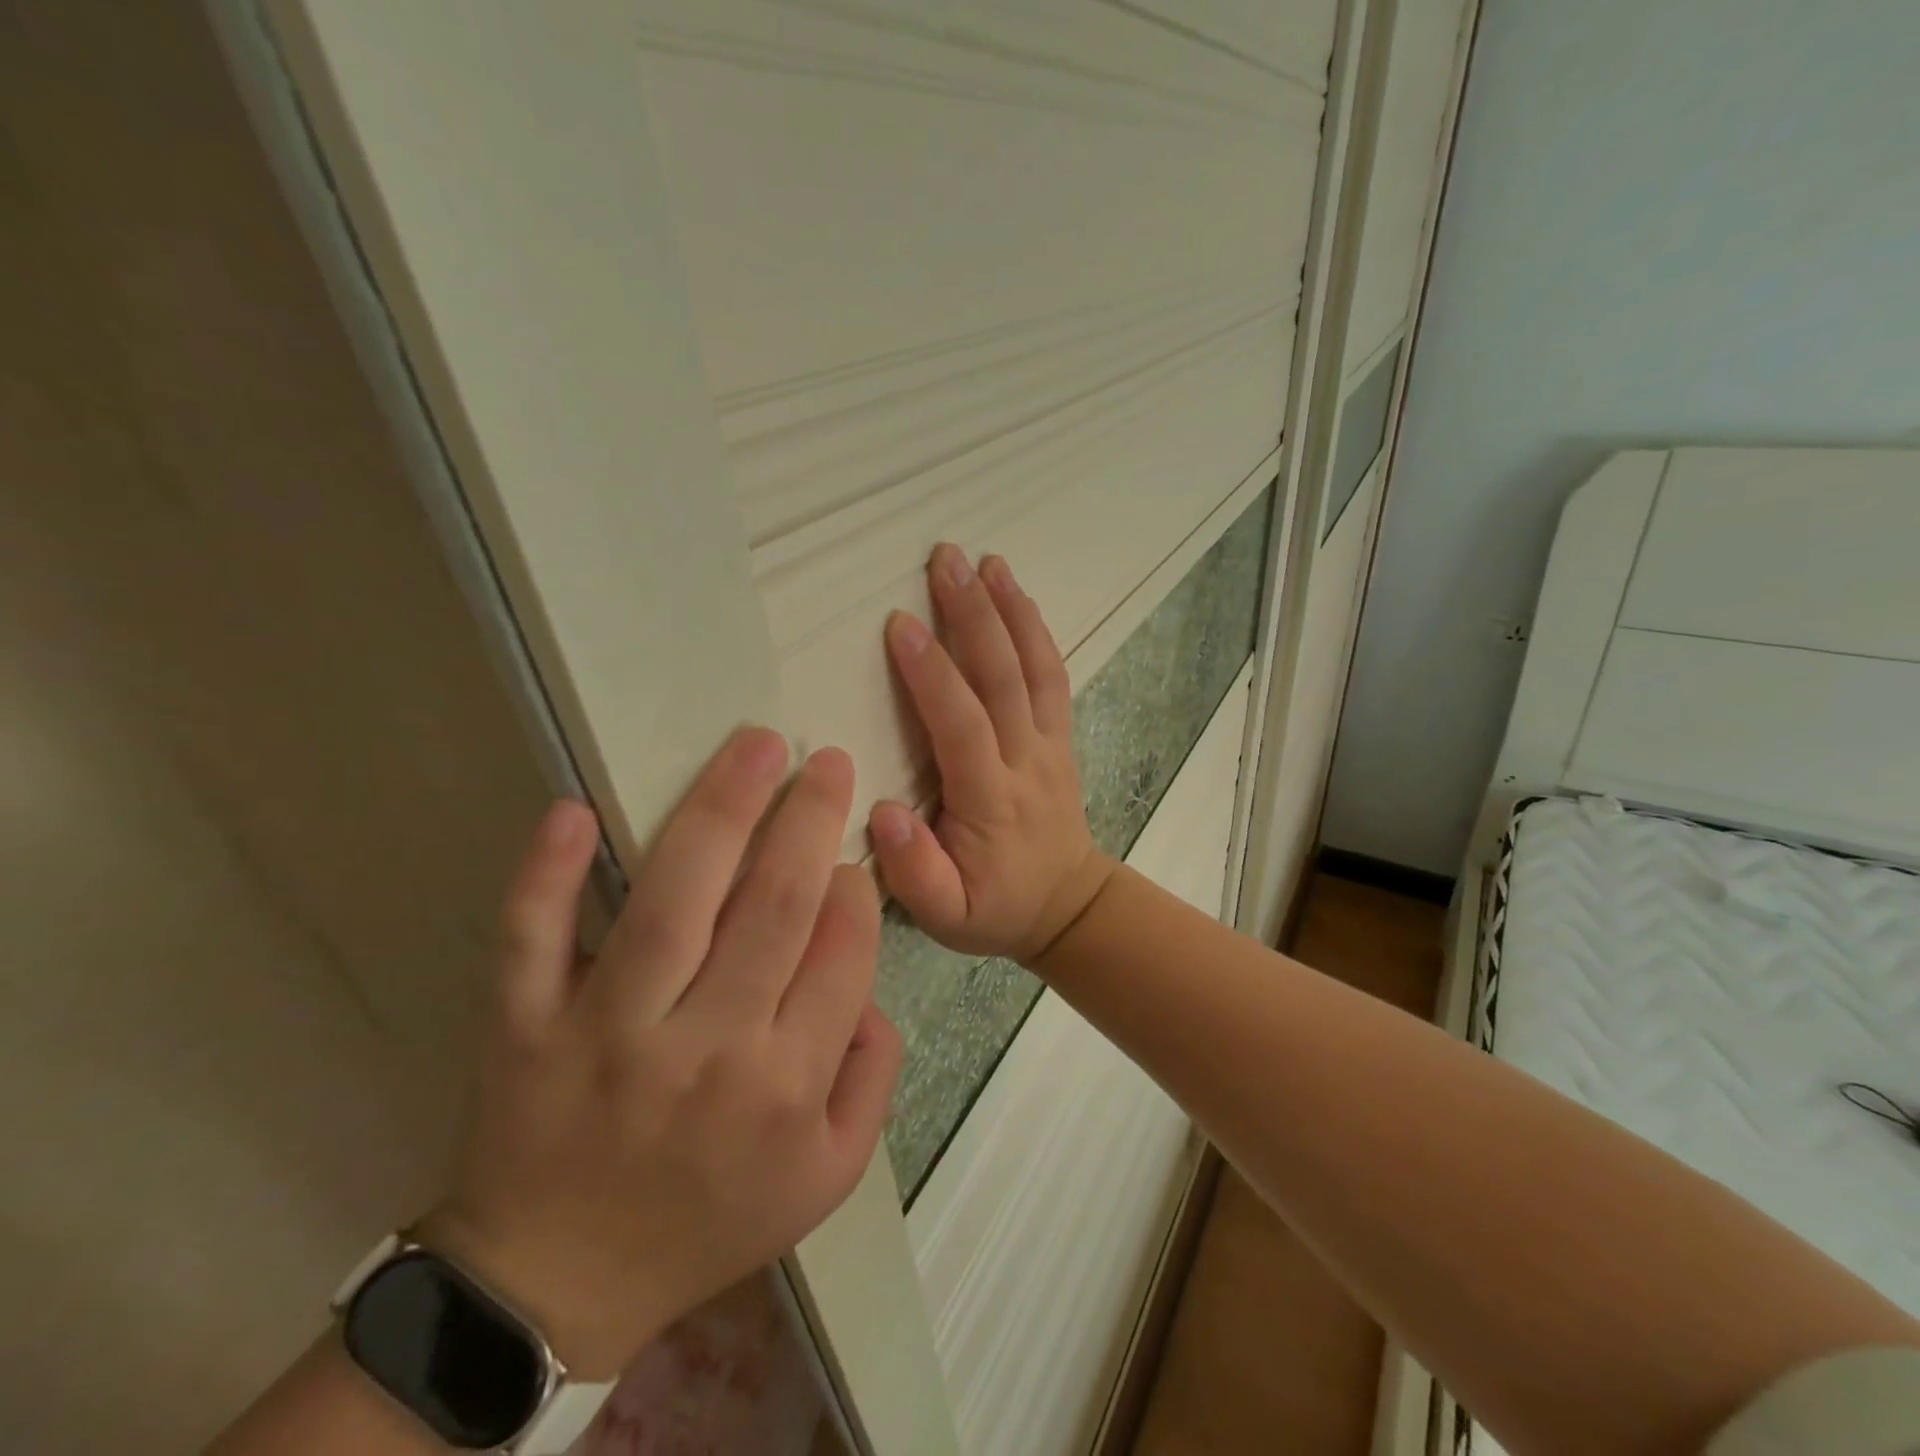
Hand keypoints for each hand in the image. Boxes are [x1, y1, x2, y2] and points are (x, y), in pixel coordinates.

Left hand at [418, 730, 901, 1378]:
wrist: (559, 1284)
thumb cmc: (709, 1218)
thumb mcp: (830, 1174)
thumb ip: (873, 1076)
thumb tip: (868, 982)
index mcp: (787, 1084)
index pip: (840, 952)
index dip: (853, 887)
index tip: (850, 852)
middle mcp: (707, 1048)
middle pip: (773, 906)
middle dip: (809, 819)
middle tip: (826, 760)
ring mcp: (609, 1032)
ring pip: (673, 901)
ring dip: (719, 811)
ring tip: (756, 746)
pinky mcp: (526, 1026)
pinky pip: (533, 941)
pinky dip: (547, 875)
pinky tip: (573, 811)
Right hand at [868, 544, 1117, 963]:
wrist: (1067, 905)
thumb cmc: (996, 908)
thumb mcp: (947, 917)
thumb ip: (915, 872)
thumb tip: (883, 811)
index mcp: (991, 801)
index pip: (962, 726)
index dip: (934, 675)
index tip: (902, 625)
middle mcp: (1026, 761)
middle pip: (1003, 679)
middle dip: (974, 616)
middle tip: (945, 559)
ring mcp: (1049, 744)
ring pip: (1034, 668)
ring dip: (1010, 610)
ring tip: (986, 560)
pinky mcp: (1059, 737)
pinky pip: (1053, 677)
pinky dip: (1037, 632)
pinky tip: (1018, 595)